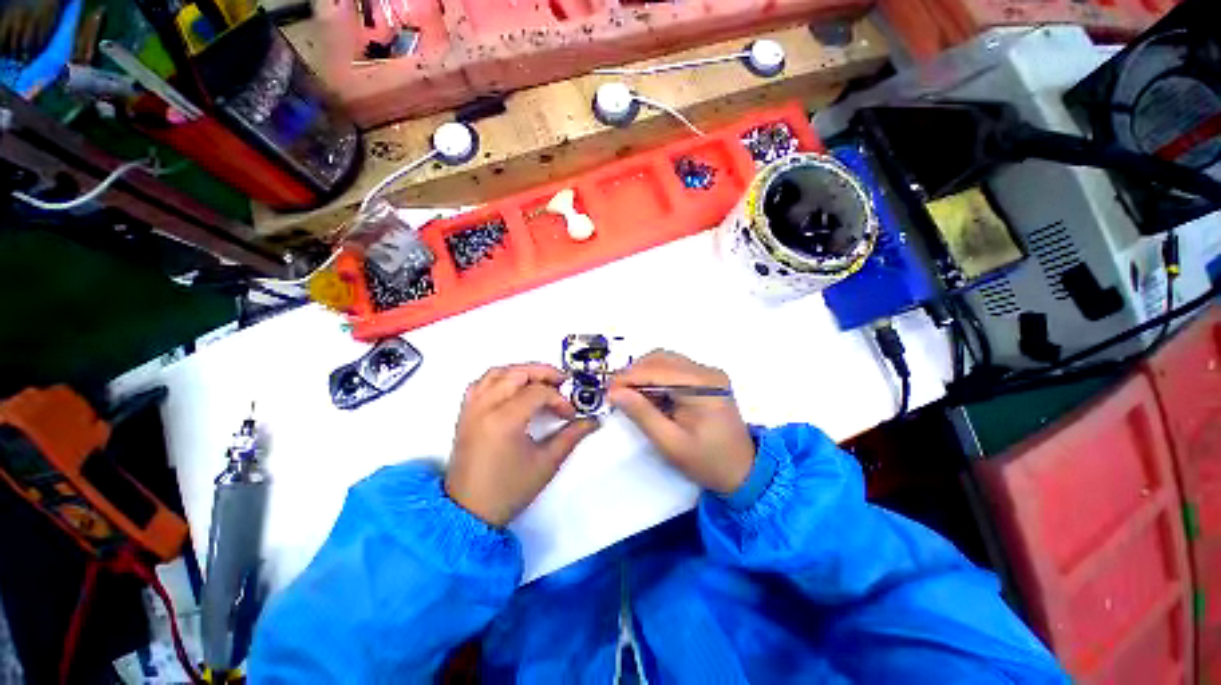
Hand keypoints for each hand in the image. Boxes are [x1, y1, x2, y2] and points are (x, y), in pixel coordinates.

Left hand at [446, 364, 599, 526]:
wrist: (470, 512)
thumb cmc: (508, 490)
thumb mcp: (546, 463)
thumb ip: (571, 436)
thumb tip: (592, 421)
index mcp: (504, 420)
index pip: (538, 393)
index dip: (559, 400)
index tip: (570, 414)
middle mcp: (485, 408)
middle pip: (517, 373)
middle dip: (543, 373)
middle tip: (561, 382)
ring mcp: (471, 409)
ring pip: (497, 373)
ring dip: (521, 371)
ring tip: (539, 381)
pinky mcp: (465, 414)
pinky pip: (481, 383)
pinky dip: (499, 378)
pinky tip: (512, 388)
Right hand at [608, 351, 754, 493]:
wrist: (743, 471)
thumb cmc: (708, 462)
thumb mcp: (671, 443)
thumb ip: (643, 415)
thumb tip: (614, 393)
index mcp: (703, 385)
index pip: (658, 370)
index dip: (629, 377)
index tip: (607, 391)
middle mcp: (707, 371)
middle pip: (661, 359)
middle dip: (634, 373)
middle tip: (615, 394)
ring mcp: (707, 373)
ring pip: (665, 361)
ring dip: (643, 374)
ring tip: (628, 395)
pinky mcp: (704, 379)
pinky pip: (672, 370)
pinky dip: (655, 379)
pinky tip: (646, 396)